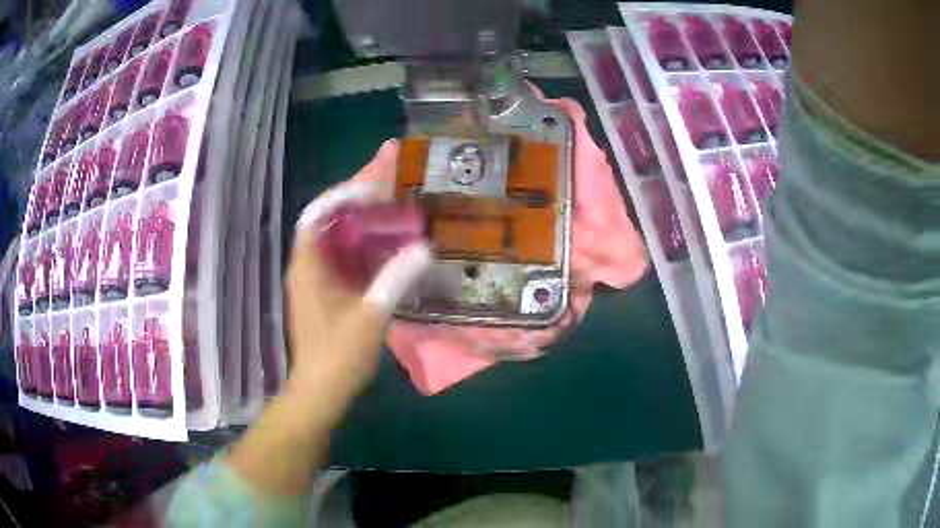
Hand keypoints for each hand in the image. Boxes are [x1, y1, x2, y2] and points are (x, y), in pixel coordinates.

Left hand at [226, 145, 428, 496]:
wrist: (321, 393)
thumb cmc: (338, 355)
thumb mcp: (371, 316)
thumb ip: (396, 278)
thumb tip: (424, 248)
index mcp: (307, 267)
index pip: (316, 214)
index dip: (341, 196)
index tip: (373, 191)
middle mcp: (305, 268)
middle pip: (326, 223)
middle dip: (354, 206)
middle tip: (388, 196)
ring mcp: (313, 282)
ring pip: (334, 242)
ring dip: (358, 227)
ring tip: (390, 215)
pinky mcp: (323, 296)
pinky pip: (340, 261)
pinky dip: (360, 250)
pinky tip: (385, 252)